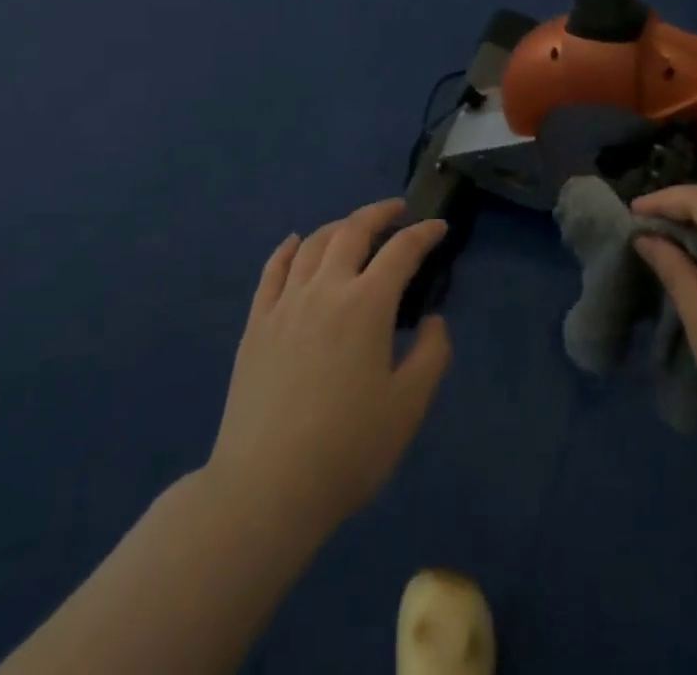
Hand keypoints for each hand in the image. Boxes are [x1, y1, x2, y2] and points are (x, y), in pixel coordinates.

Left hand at [208, 199, 452, 538]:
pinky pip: (273, 270)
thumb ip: (431, 355)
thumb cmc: (347, 449)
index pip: (401, 252)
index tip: (439, 227)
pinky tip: (295, 242)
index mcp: (366, 305)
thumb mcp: (408, 407)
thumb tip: (433, 320)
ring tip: (353, 226)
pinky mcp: (257, 323)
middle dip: (379, 213)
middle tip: (397, 210)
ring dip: (338, 226)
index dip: (423, 234)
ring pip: (313, 244)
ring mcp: (285, 303)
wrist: (266, 486)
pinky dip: (288, 249)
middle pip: (352, 231)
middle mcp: (325, 289)